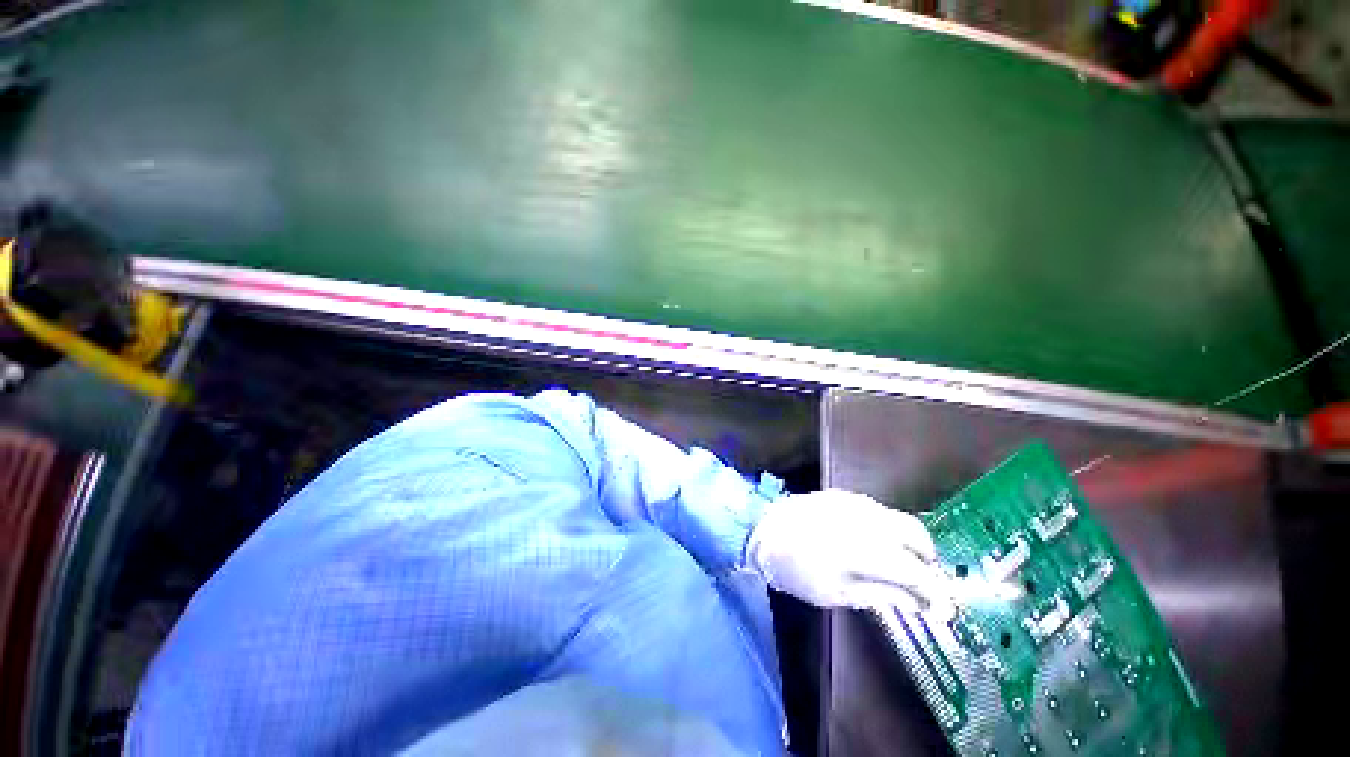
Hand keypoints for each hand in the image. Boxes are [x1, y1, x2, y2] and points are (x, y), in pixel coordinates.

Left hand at [745, 490, 949, 613]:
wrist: (762, 527)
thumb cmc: (794, 568)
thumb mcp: (834, 593)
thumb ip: (878, 595)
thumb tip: (915, 602)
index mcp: (865, 549)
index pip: (915, 570)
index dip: (935, 591)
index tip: (946, 609)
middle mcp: (867, 519)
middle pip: (915, 533)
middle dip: (927, 558)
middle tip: (924, 581)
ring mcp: (854, 502)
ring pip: (898, 518)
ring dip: (909, 541)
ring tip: (902, 563)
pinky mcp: (843, 494)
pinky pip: (878, 510)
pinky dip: (889, 527)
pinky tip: (878, 542)